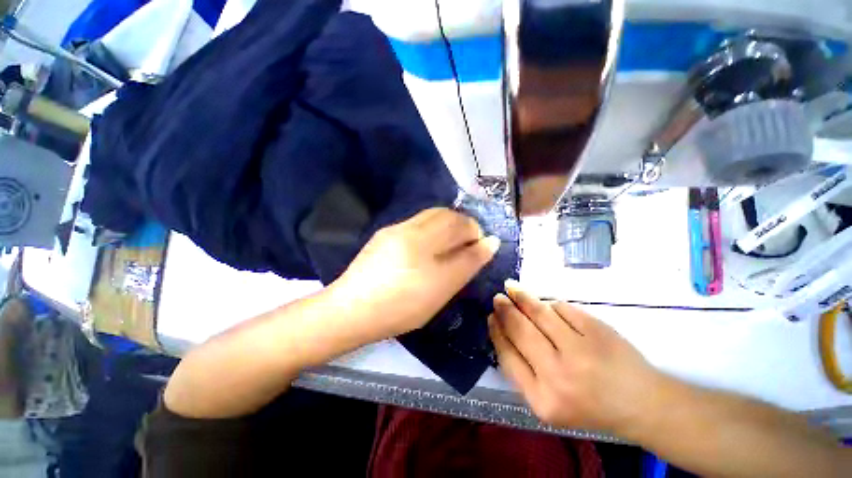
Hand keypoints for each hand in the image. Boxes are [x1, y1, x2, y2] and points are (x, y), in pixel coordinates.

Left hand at [331, 208, 499, 339]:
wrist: (352, 308)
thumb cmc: (401, 307)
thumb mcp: (440, 291)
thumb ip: (466, 265)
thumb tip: (489, 243)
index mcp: (426, 246)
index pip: (463, 230)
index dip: (478, 236)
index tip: (484, 246)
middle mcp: (411, 231)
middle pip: (448, 215)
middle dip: (464, 225)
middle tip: (469, 244)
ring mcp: (396, 230)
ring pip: (432, 215)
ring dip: (449, 223)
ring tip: (451, 243)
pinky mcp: (385, 233)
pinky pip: (417, 222)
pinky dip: (432, 227)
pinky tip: (428, 245)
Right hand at [489, 280, 663, 433]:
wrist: (641, 405)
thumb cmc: (588, 405)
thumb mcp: (546, 400)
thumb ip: (521, 369)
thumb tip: (501, 327)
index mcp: (541, 399)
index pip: (507, 355)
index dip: (496, 331)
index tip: (491, 317)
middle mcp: (558, 375)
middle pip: (520, 330)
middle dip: (505, 310)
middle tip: (498, 298)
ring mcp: (580, 350)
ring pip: (540, 312)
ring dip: (522, 297)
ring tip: (512, 287)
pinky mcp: (597, 331)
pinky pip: (562, 308)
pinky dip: (550, 304)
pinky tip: (546, 304)